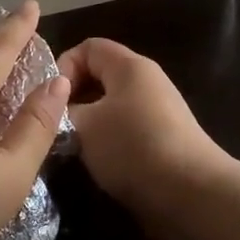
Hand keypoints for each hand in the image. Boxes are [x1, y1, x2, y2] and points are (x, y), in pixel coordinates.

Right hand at [55, 38, 228, 220]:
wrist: (191, 194)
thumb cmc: (132, 147)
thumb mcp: (84, 126)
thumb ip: (63, 112)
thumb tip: (58, 112)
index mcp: (130, 66)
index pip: (89, 46)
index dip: (63, 67)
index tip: (48, 100)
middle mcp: (147, 82)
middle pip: (100, 76)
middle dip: (73, 98)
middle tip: (53, 126)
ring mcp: (159, 112)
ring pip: (111, 107)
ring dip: (89, 124)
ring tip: (71, 148)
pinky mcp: (164, 140)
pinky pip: (126, 130)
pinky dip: (108, 142)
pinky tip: (97, 164)